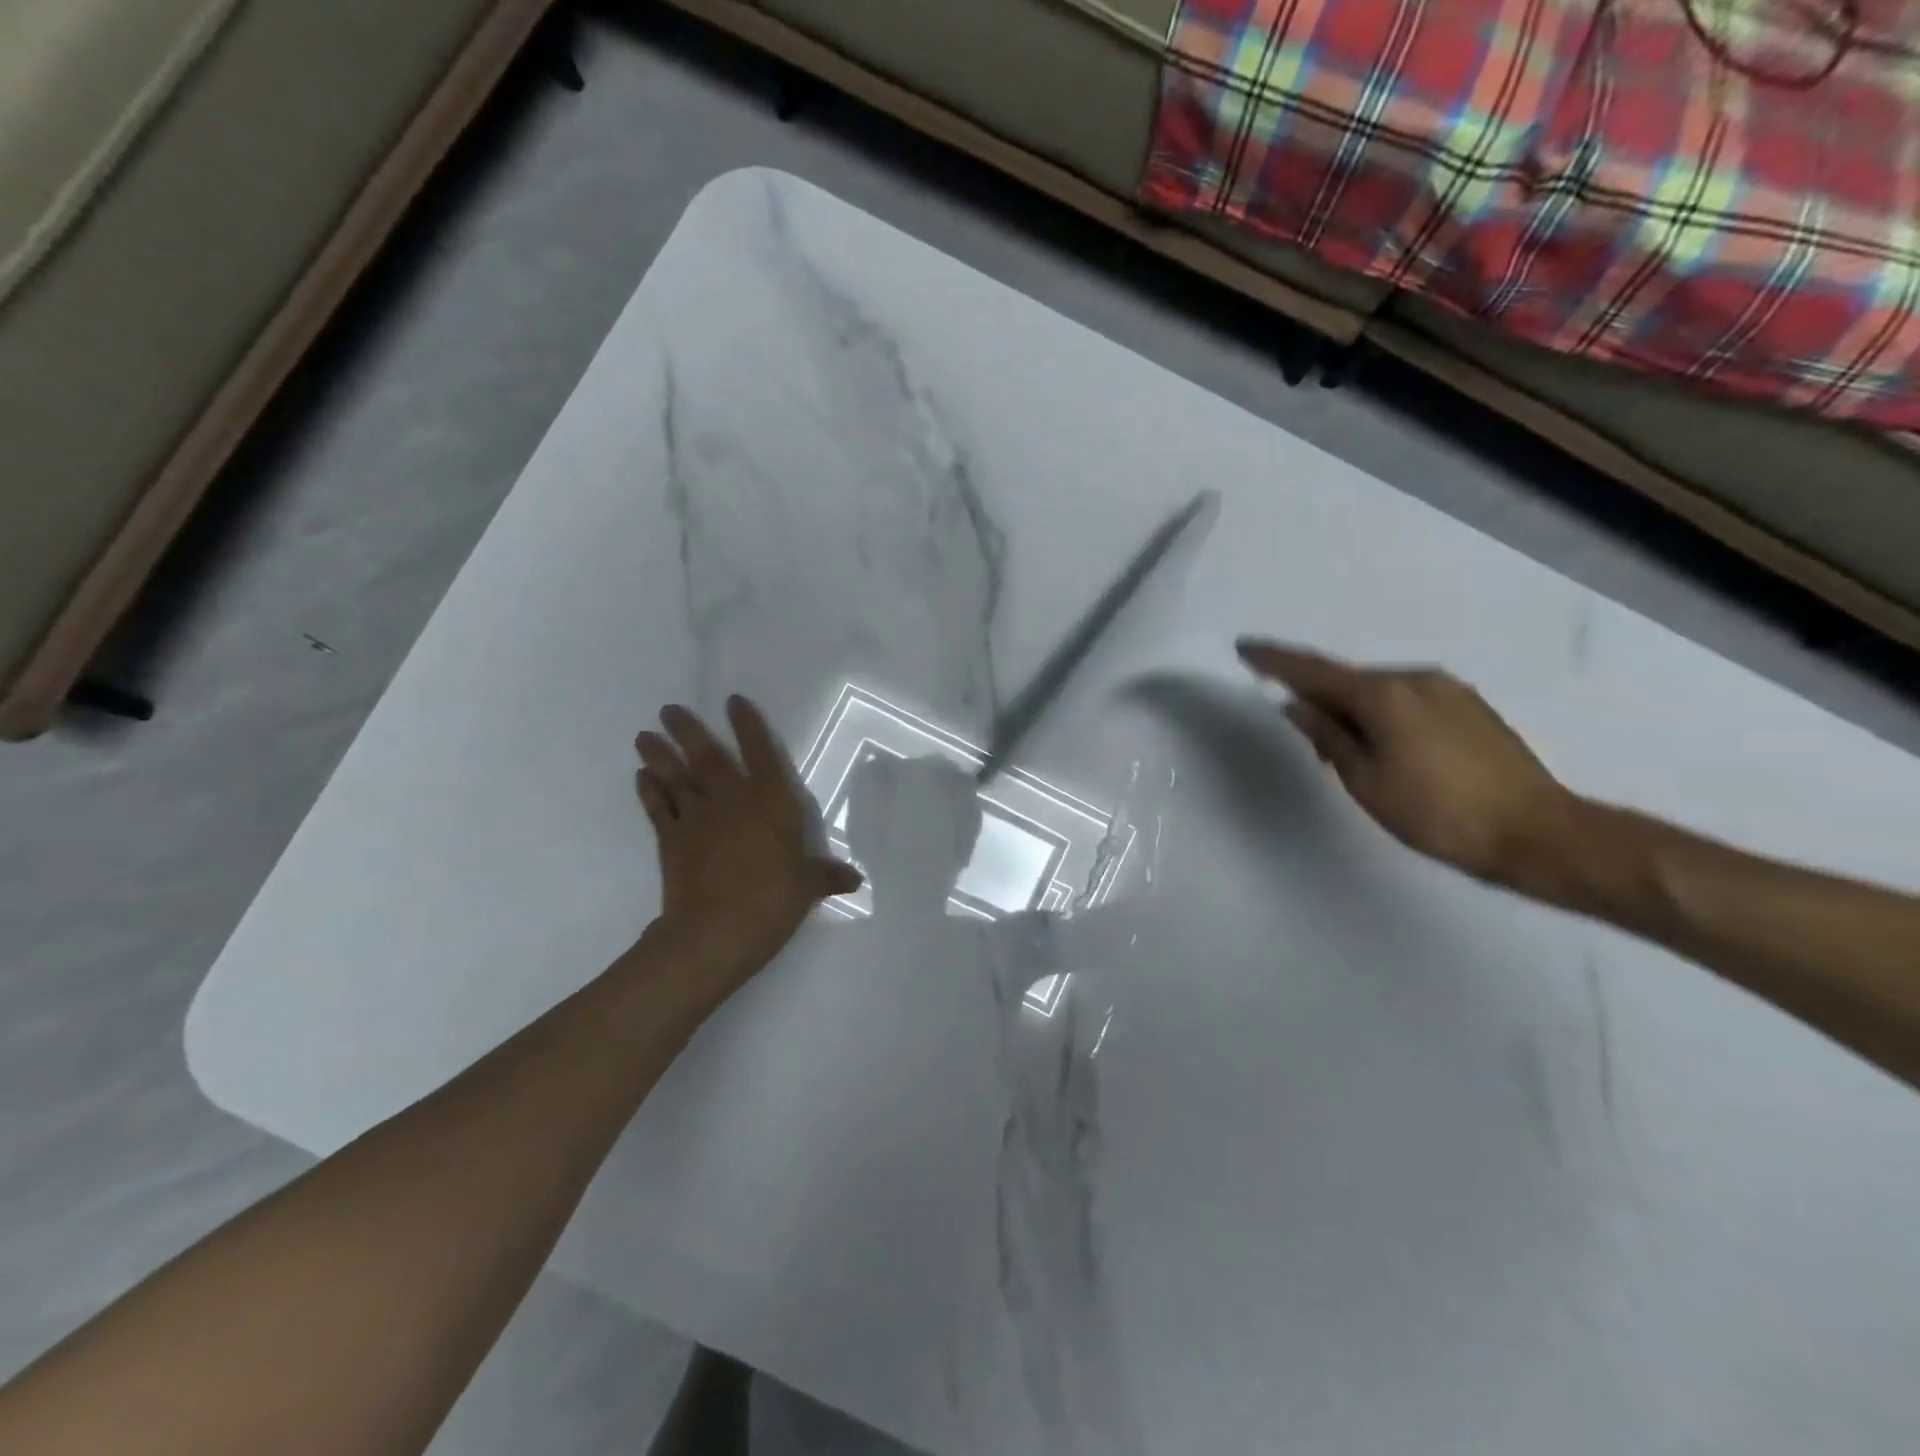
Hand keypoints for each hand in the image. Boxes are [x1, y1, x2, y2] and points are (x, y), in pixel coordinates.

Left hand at [635, 697, 861, 987]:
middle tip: (668, 710)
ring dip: (660, 755)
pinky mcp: (671, 841)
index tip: (733, 702)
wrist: (714, 933)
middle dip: (689, 731)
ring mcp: (697, 819)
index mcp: (770, 804)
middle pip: (708, 758)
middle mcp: (732, 801)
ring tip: (644, 736)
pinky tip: (641, 777)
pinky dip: (648, 791)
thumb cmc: (770, 902)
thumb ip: (827, 876)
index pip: (760, 754)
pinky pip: (657, 809)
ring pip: (676, 778)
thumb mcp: (807, 888)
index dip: (748, 726)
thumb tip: (854, 879)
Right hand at [1237, 640, 1573, 884]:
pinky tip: (1385, 743)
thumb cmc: (1437, 814)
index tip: (1244, 647)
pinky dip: (1382, 711)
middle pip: (1348, 679)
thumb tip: (1298, 705)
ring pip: (1380, 689)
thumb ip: (1328, 737)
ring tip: (1345, 745)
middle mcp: (1415, 679)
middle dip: (1317, 693)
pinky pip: (1407, 698)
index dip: (1275, 660)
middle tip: (1300, 724)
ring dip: (1352, 706)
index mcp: (1383, 696)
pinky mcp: (1470, 705)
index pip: (1314, 671)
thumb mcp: (1366, 781)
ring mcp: (1448, 689)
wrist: (1538, 833)